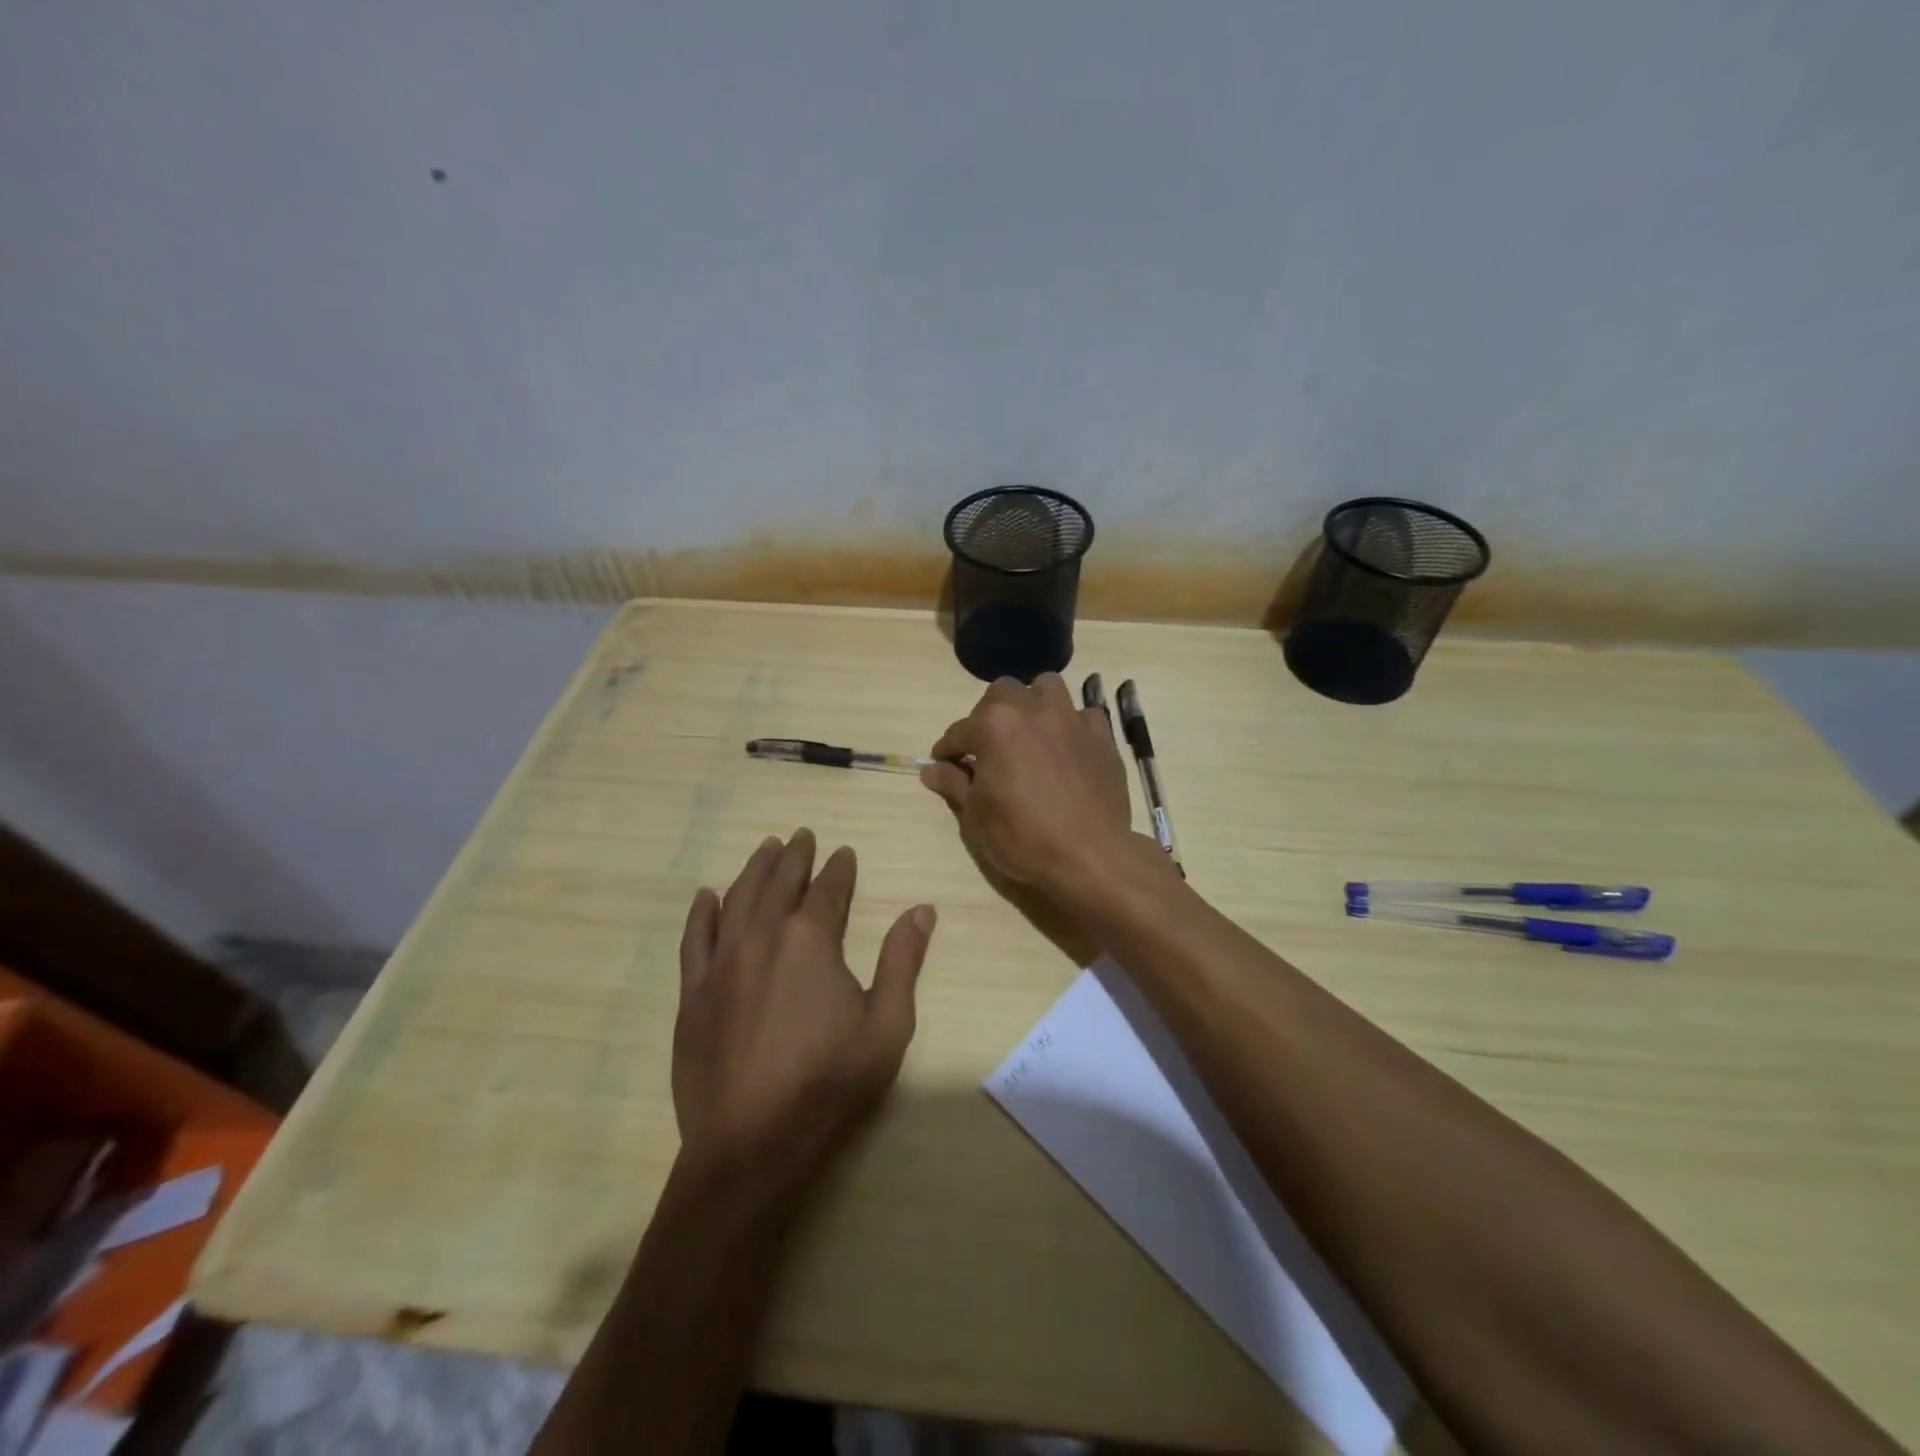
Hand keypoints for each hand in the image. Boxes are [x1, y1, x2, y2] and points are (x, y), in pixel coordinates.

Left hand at [673, 830, 934, 1190]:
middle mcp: (762, 937)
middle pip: (779, 883)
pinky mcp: (693, 993)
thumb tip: (922, 910)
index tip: (844, 852)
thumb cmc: (829, 1083)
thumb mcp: (886, 1025)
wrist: (751, 1144)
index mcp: (811, 940)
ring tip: (766, 848)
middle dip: (794, 856)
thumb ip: (902, 961)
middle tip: (802, 835)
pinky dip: (702, 912)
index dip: (839, 868)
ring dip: (753, 869)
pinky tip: (707, 896)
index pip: (828, 889)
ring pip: (737, 899)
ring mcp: (722, 963)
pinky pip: (695, 939)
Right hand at [919, 673, 1144, 898]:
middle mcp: (1032, 709)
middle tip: (987, 746)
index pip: (959, 731)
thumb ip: (954, 783)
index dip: (948, 750)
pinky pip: (1083, 714)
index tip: (944, 764)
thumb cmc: (1023, 837)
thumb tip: (931, 769)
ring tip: (1029, 730)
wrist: (1089, 855)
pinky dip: (1070, 724)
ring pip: (1046, 687)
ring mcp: (1071, 718)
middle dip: (988, 714)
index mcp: (994, 726)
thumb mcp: (976, 816)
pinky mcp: (1101, 734)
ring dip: (1032, 702)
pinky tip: (1067, 747)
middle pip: (1001, 693)